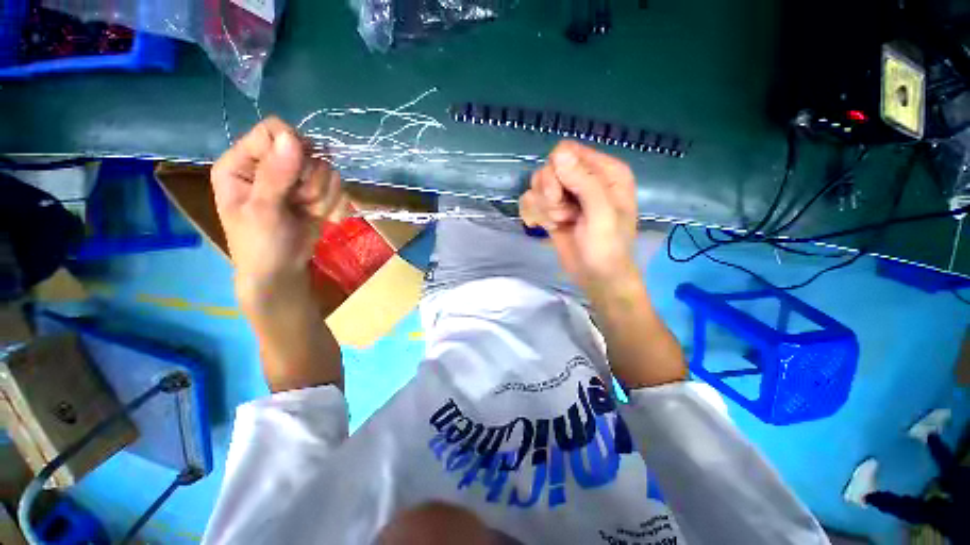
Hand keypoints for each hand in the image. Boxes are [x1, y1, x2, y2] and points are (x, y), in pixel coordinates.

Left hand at [211, 117, 345, 308]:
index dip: (292, 149)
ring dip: (322, 195)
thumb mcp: (262, 210)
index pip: (273, 131)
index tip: (298, 174)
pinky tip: (320, 216)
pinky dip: (333, 204)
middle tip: (300, 202)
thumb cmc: (260, 244)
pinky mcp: (316, 192)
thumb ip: (276, 174)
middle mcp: (270, 164)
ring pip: (326, 170)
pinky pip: (337, 187)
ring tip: (307, 212)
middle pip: (307, 150)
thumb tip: (292, 137)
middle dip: (310, 180)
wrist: (283, 271)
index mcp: (242, 162)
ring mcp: (296, 179)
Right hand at [519, 141, 638, 291]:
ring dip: (542, 208)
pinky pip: (530, 201)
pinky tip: (541, 227)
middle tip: (563, 217)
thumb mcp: (601, 215)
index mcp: (605, 171)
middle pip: (547, 169)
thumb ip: (584, 182)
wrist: (597, 278)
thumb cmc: (607, 248)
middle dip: (549, 195)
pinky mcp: (552, 210)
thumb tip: (558, 153)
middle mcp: (584, 178)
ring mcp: (566, 195)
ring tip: (559, 224)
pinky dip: (532, 214)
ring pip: (536, 186)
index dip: (556, 174)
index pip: (566, 152)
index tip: (559, 199)